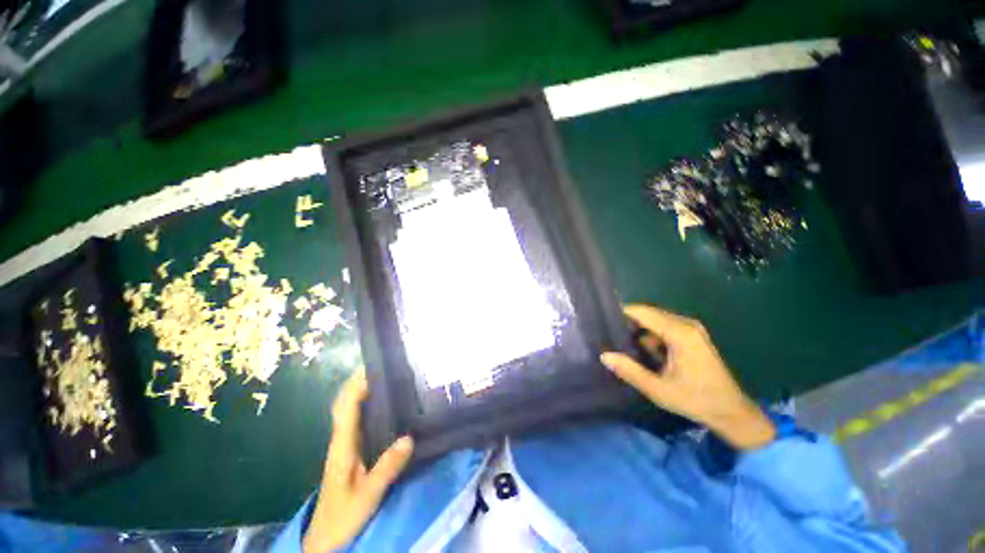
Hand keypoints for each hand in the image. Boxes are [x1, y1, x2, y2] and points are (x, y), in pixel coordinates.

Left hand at [303, 368, 413, 552]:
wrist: (324, 540)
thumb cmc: (342, 517)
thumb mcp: (367, 495)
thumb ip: (387, 468)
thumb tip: (408, 437)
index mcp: (342, 446)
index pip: (347, 407)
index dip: (357, 385)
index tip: (375, 367)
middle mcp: (341, 440)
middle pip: (344, 403)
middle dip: (358, 382)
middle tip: (383, 366)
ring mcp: (344, 445)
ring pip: (349, 410)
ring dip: (360, 390)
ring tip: (384, 377)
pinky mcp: (349, 452)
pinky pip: (356, 420)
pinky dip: (364, 405)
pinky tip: (382, 405)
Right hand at [601, 304, 775, 450]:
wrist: (731, 412)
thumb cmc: (695, 400)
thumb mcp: (658, 390)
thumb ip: (630, 371)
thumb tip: (604, 356)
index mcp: (679, 333)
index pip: (643, 312)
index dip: (621, 313)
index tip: (602, 322)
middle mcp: (686, 324)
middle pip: (648, 313)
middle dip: (629, 323)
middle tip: (610, 337)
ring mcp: (692, 328)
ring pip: (655, 320)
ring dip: (640, 330)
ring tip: (625, 345)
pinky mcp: (693, 335)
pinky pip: (665, 327)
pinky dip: (652, 335)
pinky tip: (646, 351)